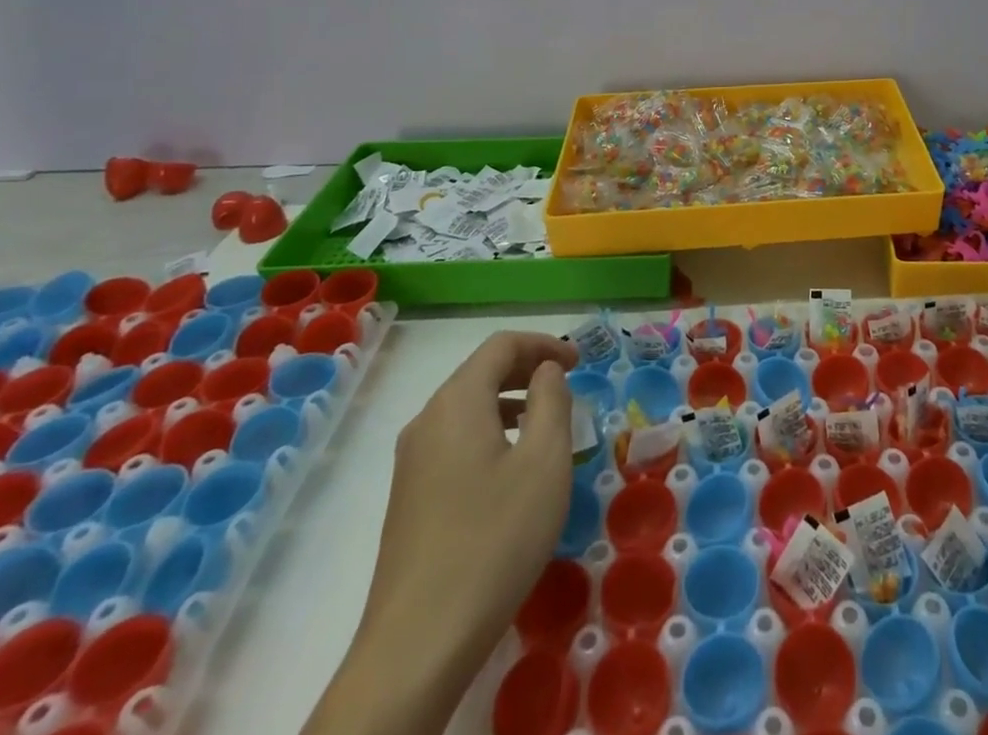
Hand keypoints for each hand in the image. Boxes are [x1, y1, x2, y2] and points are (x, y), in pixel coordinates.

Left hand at [308, 332, 578, 734]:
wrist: (418, 644)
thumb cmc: (494, 538)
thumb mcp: (544, 461)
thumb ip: (551, 401)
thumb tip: (545, 371)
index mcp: (457, 402)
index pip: (501, 346)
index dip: (544, 343)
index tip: (579, 361)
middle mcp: (427, 420)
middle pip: (480, 373)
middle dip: (527, 369)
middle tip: (567, 384)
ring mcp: (411, 462)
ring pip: (467, 409)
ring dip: (510, 403)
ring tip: (547, 426)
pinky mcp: (408, 498)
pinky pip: (455, 441)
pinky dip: (490, 432)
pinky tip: (512, 470)